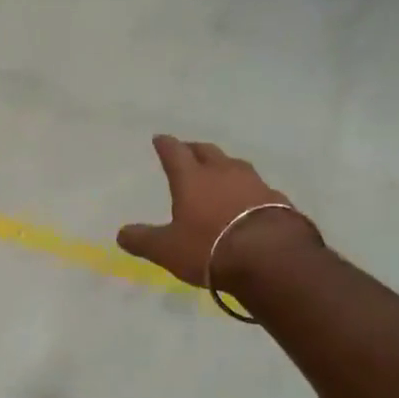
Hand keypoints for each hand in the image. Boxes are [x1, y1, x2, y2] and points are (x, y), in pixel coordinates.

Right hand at [116, 136, 319, 288]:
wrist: (271, 259)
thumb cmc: (210, 248)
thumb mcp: (167, 249)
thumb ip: (143, 240)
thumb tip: (121, 234)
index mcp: (192, 179)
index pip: (174, 153)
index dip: (165, 145)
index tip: (159, 138)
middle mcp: (223, 173)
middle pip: (207, 151)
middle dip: (194, 150)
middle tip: (188, 151)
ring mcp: (254, 183)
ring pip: (235, 165)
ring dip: (224, 166)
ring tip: (219, 173)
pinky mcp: (277, 200)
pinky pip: (258, 188)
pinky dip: (248, 190)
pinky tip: (248, 201)